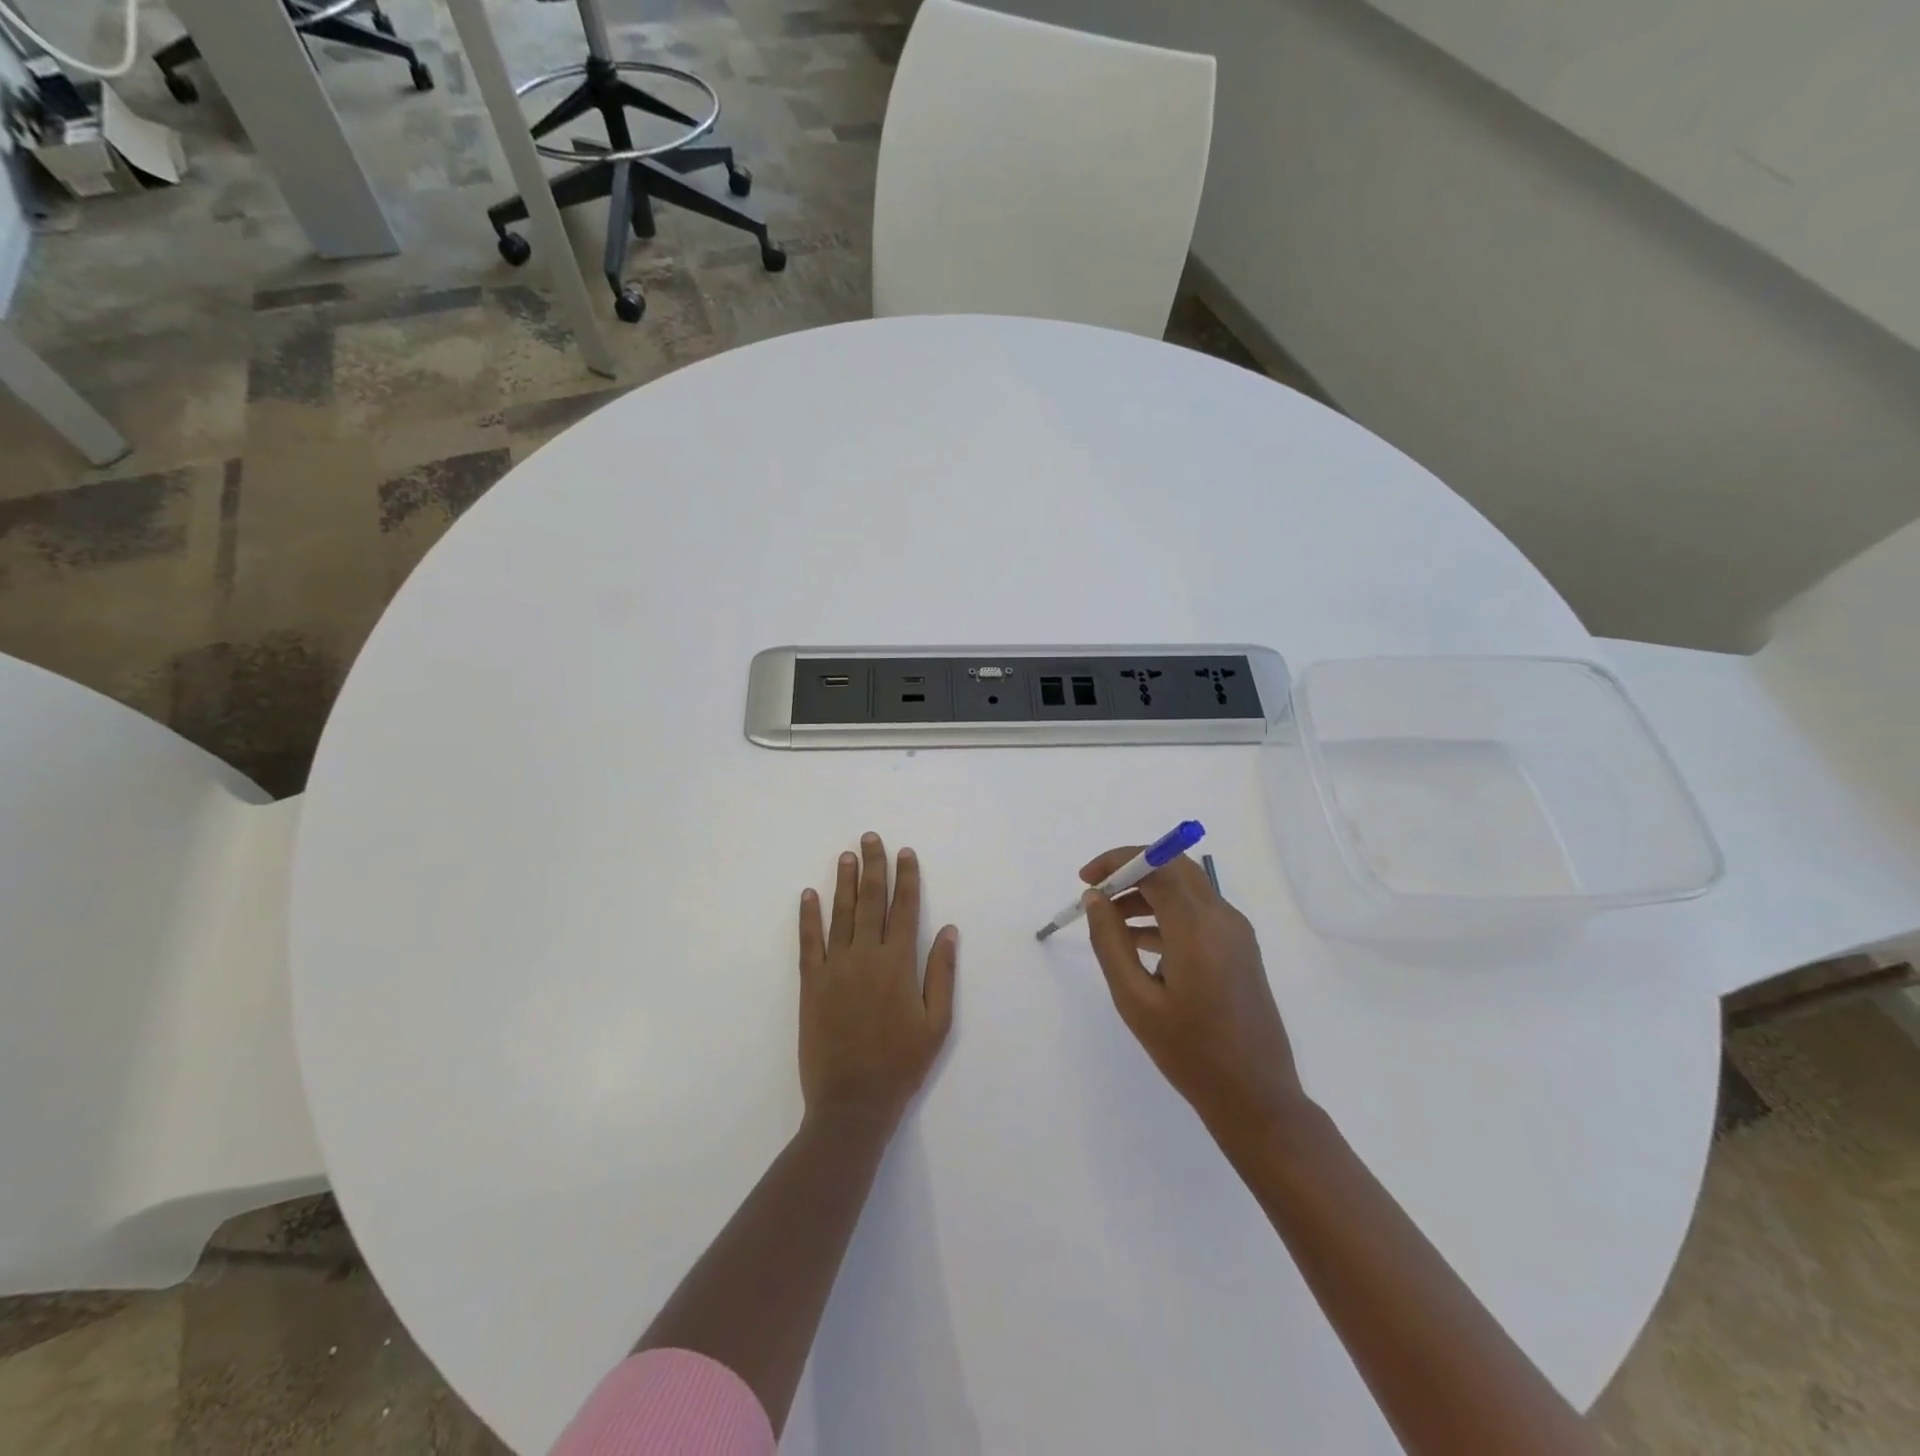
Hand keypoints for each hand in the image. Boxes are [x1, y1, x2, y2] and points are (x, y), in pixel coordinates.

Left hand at [798, 833, 956, 1127]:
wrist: (852, 1102)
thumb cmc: (901, 1064)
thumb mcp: (937, 1024)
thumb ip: (941, 973)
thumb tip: (948, 930)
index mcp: (899, 964)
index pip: (905, 909)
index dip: (906, 878)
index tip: (905, 853)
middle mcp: (866, 956)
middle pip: (871, 901)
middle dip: (873, 867)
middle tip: (871, 838)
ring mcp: (835, 967)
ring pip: (841, 913)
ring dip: (844, 882)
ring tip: (846, 855)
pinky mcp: (810, 983)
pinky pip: (808, 942)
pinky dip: (808, 916)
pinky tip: (809, 894)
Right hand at [1080, 847, 1305, 1137]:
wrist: (1256, 1097)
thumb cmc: (1190, 1053)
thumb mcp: (1135, 1000)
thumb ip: (1110, 942)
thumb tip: (1095, 898)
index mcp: (1197, 928)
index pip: (1157, 865)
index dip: (1117, 861)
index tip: (1085, 879)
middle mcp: (1222, 918)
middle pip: (1174, 867)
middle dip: (1131, 870)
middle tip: (1096, 894)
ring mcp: (1236, 932)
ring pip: (1186, 888)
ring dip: (1147, 892)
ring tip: (1109, 922)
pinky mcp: (1240, 948)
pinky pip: (1198, 913)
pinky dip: (1166, 913)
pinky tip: (1138, 942)